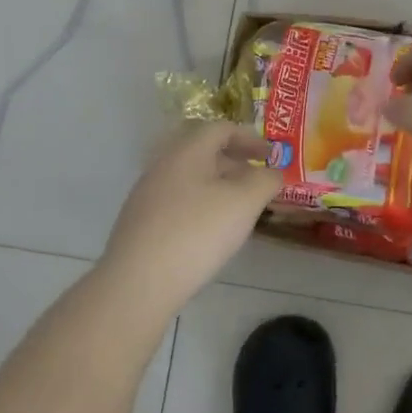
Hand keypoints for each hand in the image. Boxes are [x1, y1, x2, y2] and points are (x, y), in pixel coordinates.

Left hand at [101, 122, 282, 310]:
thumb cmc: (196, 233)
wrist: (137, 283)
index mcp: (187, 152)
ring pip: (190, 179)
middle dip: (235, 163)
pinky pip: (177, 202)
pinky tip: (209, 232)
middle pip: (203, 153)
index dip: (250, 138)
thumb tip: (273, 173)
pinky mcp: (140, 223)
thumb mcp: (243, 203)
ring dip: (217, 186)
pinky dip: (200, 205)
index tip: (271, 155)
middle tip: (258, 181)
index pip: (220, 129)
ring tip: (238, 209)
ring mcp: (147, 195)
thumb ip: (265, 182)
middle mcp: (163, 166)